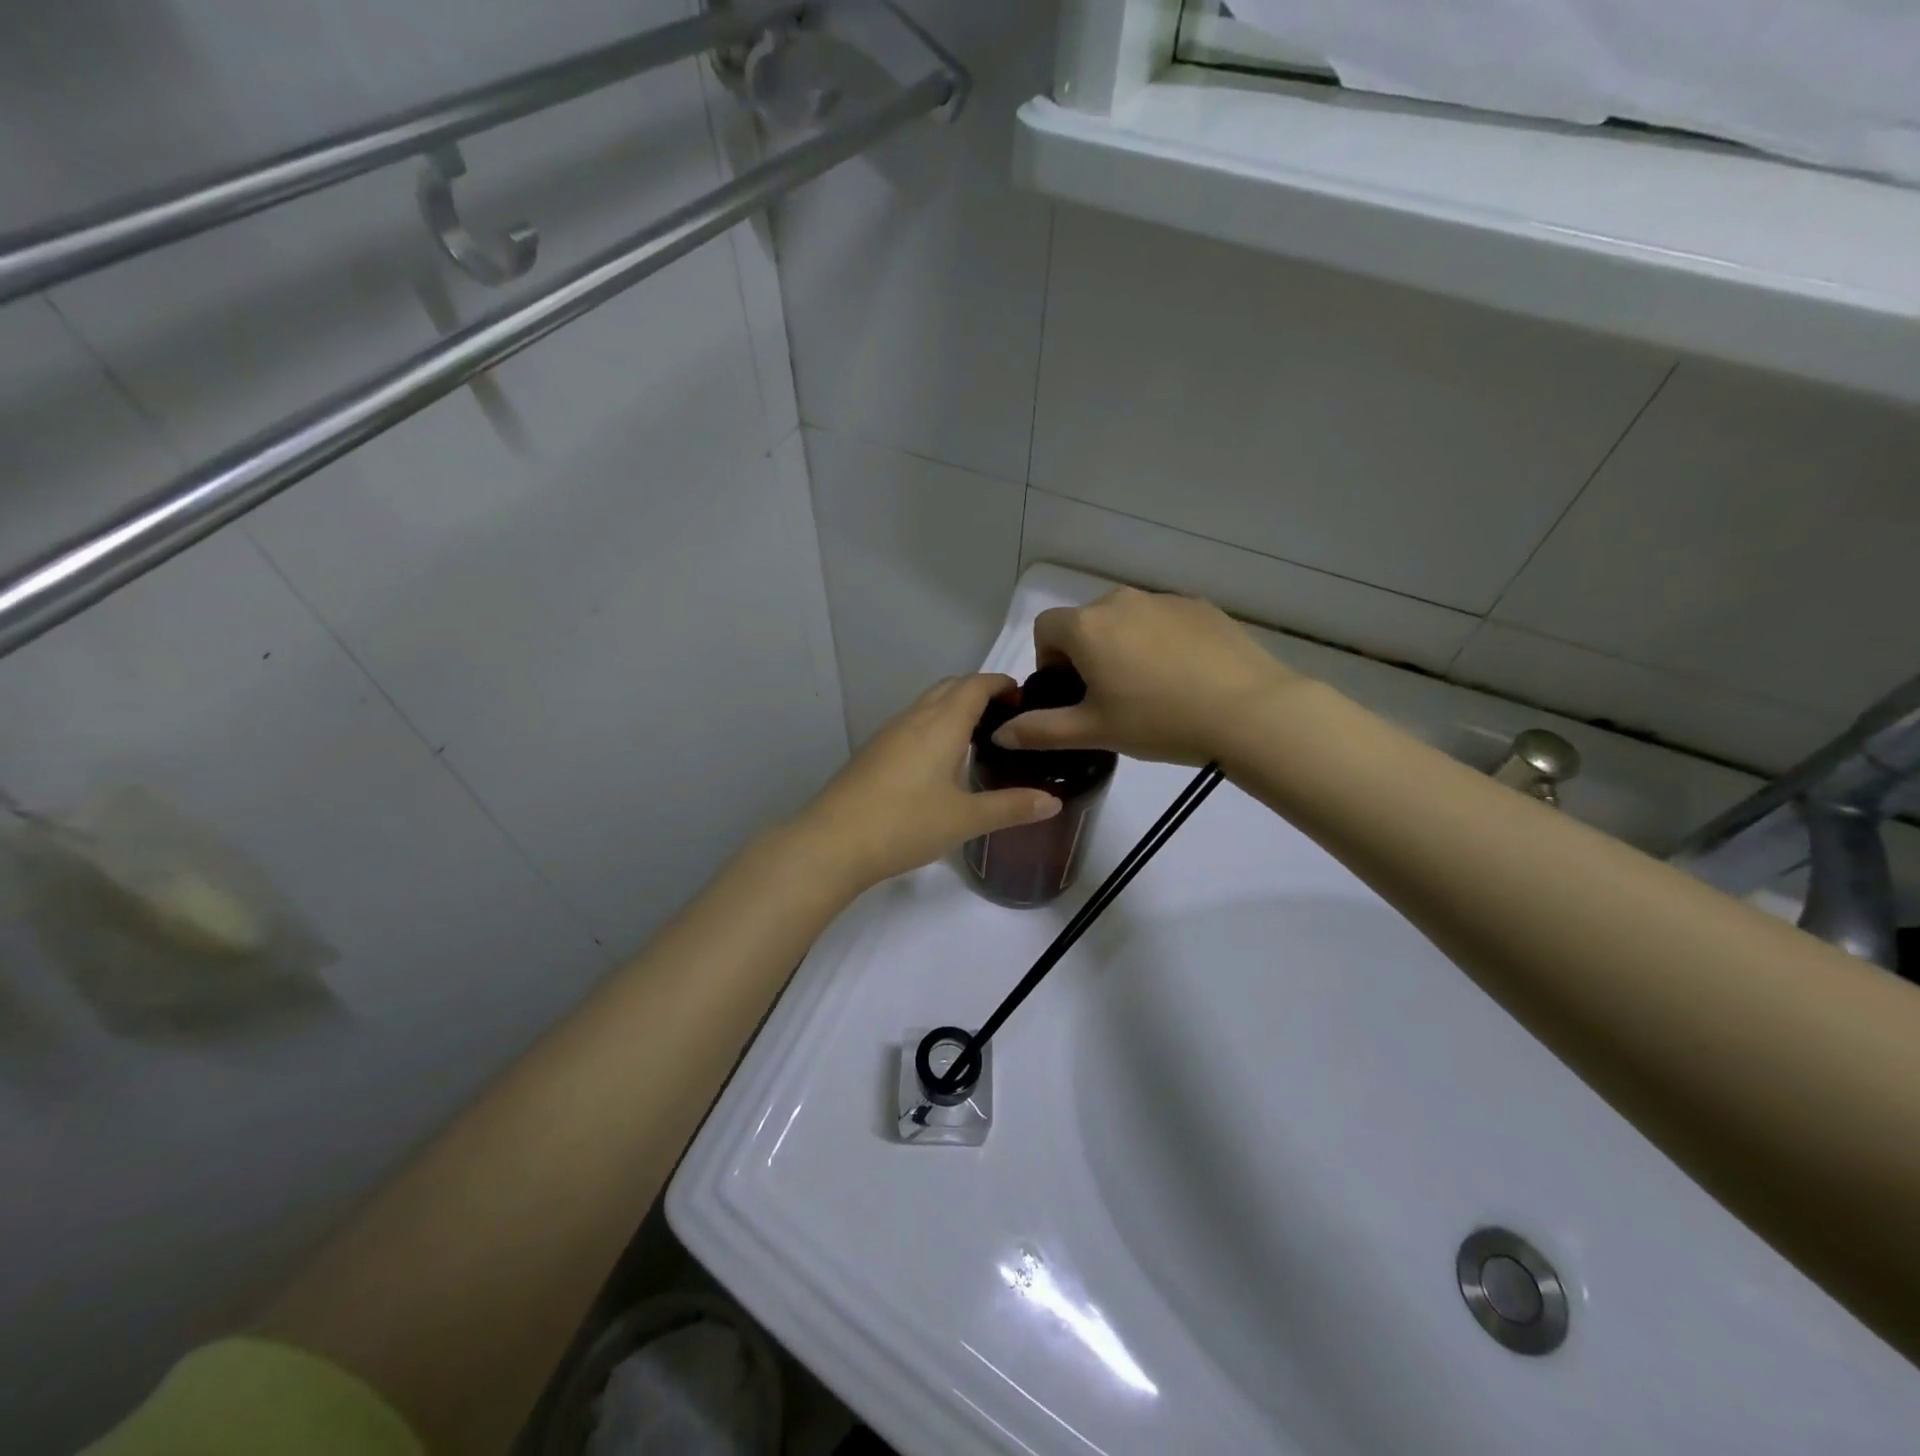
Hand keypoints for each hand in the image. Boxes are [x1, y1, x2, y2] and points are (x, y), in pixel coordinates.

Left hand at [796, 674, 1061, 890]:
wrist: (832, 842)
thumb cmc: (905, 824)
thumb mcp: (965, 819)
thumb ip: (1011, 807)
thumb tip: (1053, 802)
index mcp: (942, 723)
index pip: (976, 684)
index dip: (1002, 684)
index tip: (1025, 699)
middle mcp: (914, 718)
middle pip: (951, 686)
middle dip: (980, 692)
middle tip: (1006, 719)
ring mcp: (888, 733)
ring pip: (927, 704)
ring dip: (954, 708)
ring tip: (978, 738)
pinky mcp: (873, 752)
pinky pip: (911, 724)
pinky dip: (933, 726)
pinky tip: (940, 761)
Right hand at [994, 588, 1295, 764]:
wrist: (1248, 711)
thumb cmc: (1159, 721)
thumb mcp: (1094, 732)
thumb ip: (1040, 731)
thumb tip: (1000, 734)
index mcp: (1088, 627)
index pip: (1045, 629)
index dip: (1048, 661)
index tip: (1071, 693)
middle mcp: (1121, 600)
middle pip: (1086, 623)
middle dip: (1086, 654)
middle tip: (1109, 697)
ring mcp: (1164, 599)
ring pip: (1127, 620)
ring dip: (1124, 646)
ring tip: (1151, 689)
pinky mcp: (1200, 606)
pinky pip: (1163, 620)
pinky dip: (1160, 642)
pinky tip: (1184, 677)